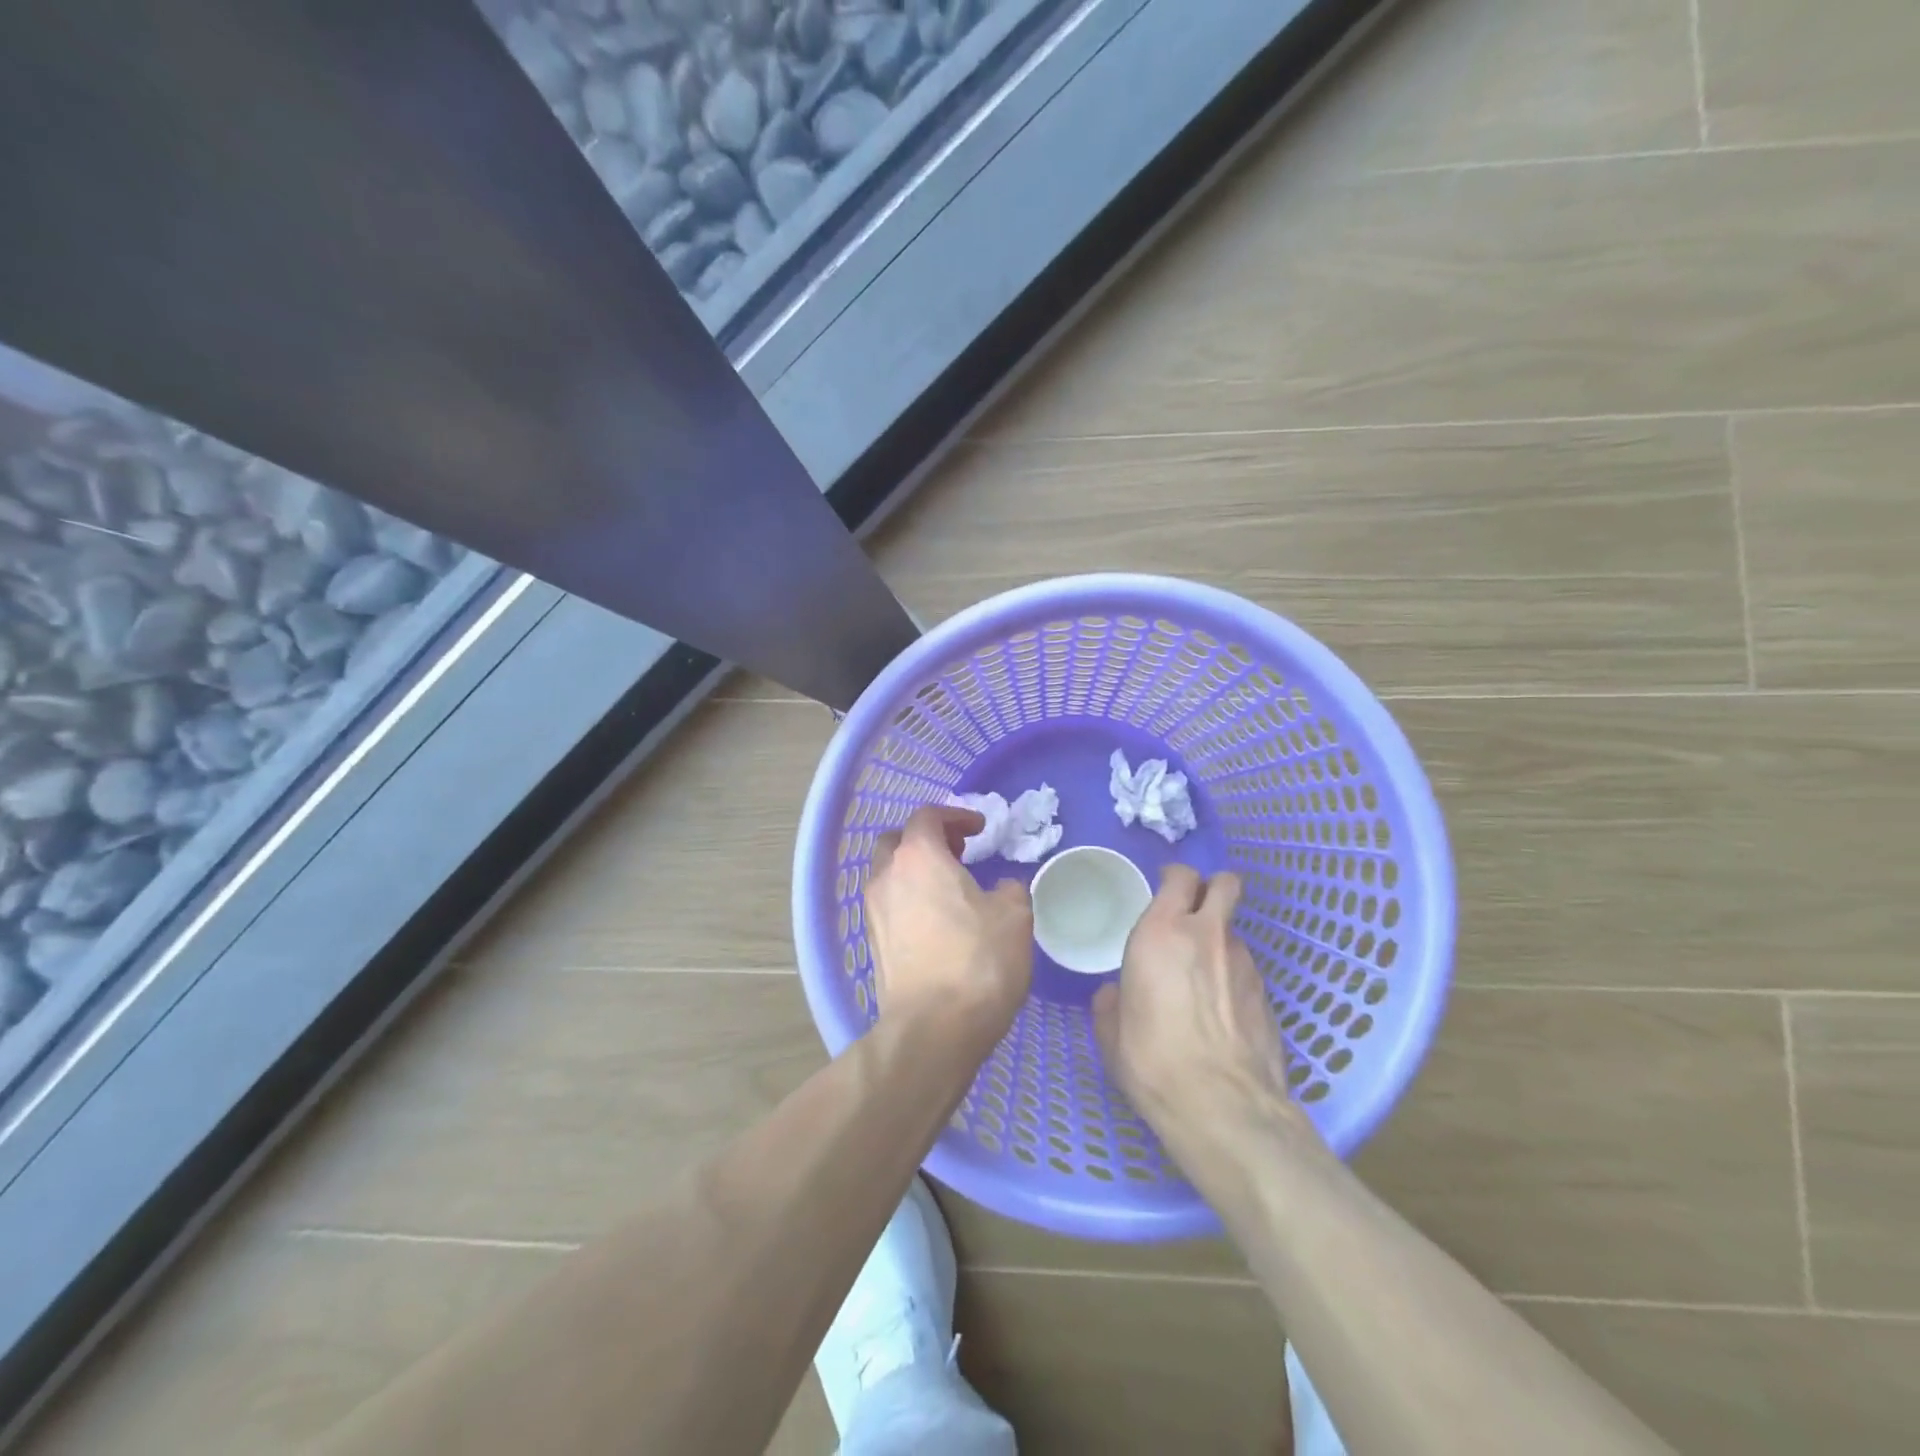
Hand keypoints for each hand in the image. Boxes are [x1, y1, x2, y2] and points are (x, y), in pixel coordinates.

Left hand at [864, 805, 1032, 1053]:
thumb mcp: (1014, 915)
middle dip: (926, 839)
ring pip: (889, 875)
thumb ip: (1009, 888)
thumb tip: (1000, 888)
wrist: (934, 1028)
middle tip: (958, 853)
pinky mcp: (874, 945)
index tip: (979, 828)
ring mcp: (874, 912)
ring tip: (950, 889)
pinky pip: (889, 906)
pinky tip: (938, 923)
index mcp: (918, 857)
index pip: (927, 816)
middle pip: (897, 841)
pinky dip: (910, 900)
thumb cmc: (977, 960)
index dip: (955, 815)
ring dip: (916, 871)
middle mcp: (887, 877)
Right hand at [1092, 866, 1310, 1152]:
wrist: (1224, 1108)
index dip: (1175, 878)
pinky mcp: (1267, 993)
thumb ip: (1111, 1002)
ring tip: (1204, 976)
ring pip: (1234, 930)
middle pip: (1224, 884)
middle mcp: (1207, 935)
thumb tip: (1115, 994)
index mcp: (1161, 932)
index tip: (1165, 889)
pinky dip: (1233, 977)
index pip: (1180, 877)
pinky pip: (1245, 968)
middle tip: (1194, 912)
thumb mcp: (1111, 1033)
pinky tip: (1221, 1011)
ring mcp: (1243, 962)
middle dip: (1212, 888)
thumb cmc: (1153, 1060)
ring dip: (1219, 941)